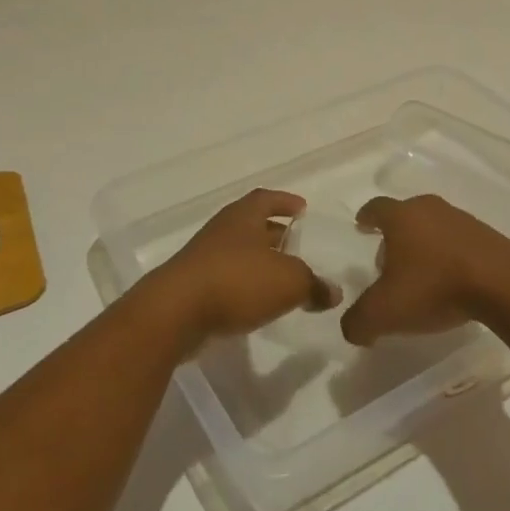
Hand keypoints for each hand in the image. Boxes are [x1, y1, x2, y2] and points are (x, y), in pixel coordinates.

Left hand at [145, 189, 337, 350]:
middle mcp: (223, 229)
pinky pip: (228, 278)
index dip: (285, 202)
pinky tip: (260, 302)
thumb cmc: (237, 281)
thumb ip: (313, 284)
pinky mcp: (194, 285)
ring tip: (284, 277)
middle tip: (298, 246)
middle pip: (253, 225)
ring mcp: (205, 257)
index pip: (267, 198)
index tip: (303, 208)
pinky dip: (246, 285)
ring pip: (240, 252)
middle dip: (275, 234)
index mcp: (244, 215)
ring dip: (261, 262)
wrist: (176, 311)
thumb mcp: (289, 281)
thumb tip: (333, 292)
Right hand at [340, 195, 509, 346]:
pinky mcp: (487, 236)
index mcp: (401, 216)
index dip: (366, 217)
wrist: (503, 285)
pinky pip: (458, 241)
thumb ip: (359, 321)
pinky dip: (449, 255)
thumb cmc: (434, 287)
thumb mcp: (385, 312)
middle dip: (394, 235)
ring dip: (424, 245)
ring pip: (433, 227)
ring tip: (421, 275)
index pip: (376, 207)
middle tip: (388, 260)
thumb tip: (352, 329)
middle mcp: (429, 209)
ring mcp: (461, 219)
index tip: (361, 225)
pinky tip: (451, 281)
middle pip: (406, 215)